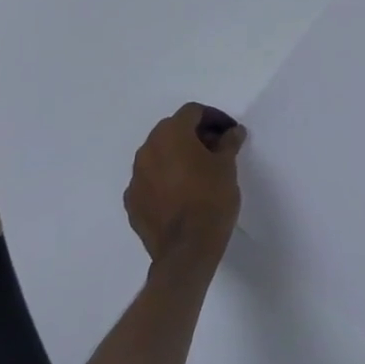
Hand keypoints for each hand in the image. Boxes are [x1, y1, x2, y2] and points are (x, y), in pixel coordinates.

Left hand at [124, 104, 245, 270]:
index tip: (229, 133)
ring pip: (158, 155)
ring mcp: (136, 178)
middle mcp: (148, 149)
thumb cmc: (211, 199)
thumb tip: (232, 132)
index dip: (214, 118)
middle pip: (172, 130)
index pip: (192, 112)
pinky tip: (181, 194)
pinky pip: (150, 180)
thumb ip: (229, 142)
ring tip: (198, 173)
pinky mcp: (132, 203)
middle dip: (194, 135)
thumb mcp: (227, 166)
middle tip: (216, 150)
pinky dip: (164, 180)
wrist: (186, 251)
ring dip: (177, 157)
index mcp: (171, 134)